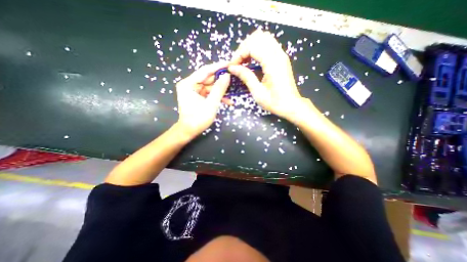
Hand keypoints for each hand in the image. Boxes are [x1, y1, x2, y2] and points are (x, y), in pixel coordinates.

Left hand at [175, 62, 231, 138]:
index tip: (230, 64)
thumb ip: (219, 89)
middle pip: (208, 78)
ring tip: (233, 91)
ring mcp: (193, 90)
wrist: (189, 131)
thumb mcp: (211, 104)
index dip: (218, 67)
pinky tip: (228, 101)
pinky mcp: (197, 96)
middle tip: (234, 77)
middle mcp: (190, 84)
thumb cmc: (198, 119)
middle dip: (221, 80)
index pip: (205, 71)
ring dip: (221, 90)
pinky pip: (209, 93)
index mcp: (188, 84)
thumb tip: (227, 76)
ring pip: (210, 86)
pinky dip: (217, 96)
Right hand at [228, 30, 308, 119]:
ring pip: (263, 38)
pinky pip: (267, 45)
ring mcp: (281, 55)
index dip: (239, 54)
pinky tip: (252, 62)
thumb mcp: (258, 92)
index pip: (252, 46)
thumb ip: (246, 77)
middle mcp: (278, 54)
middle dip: (244, 48)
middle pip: (258, 37)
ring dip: (250, 47)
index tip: (233, 66)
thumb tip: (232, 68)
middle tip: (237, 63)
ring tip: (243, 62)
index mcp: (273, 63)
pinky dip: (257, 50)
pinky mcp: (281, 58)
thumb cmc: (275, 102)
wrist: (291, 105)